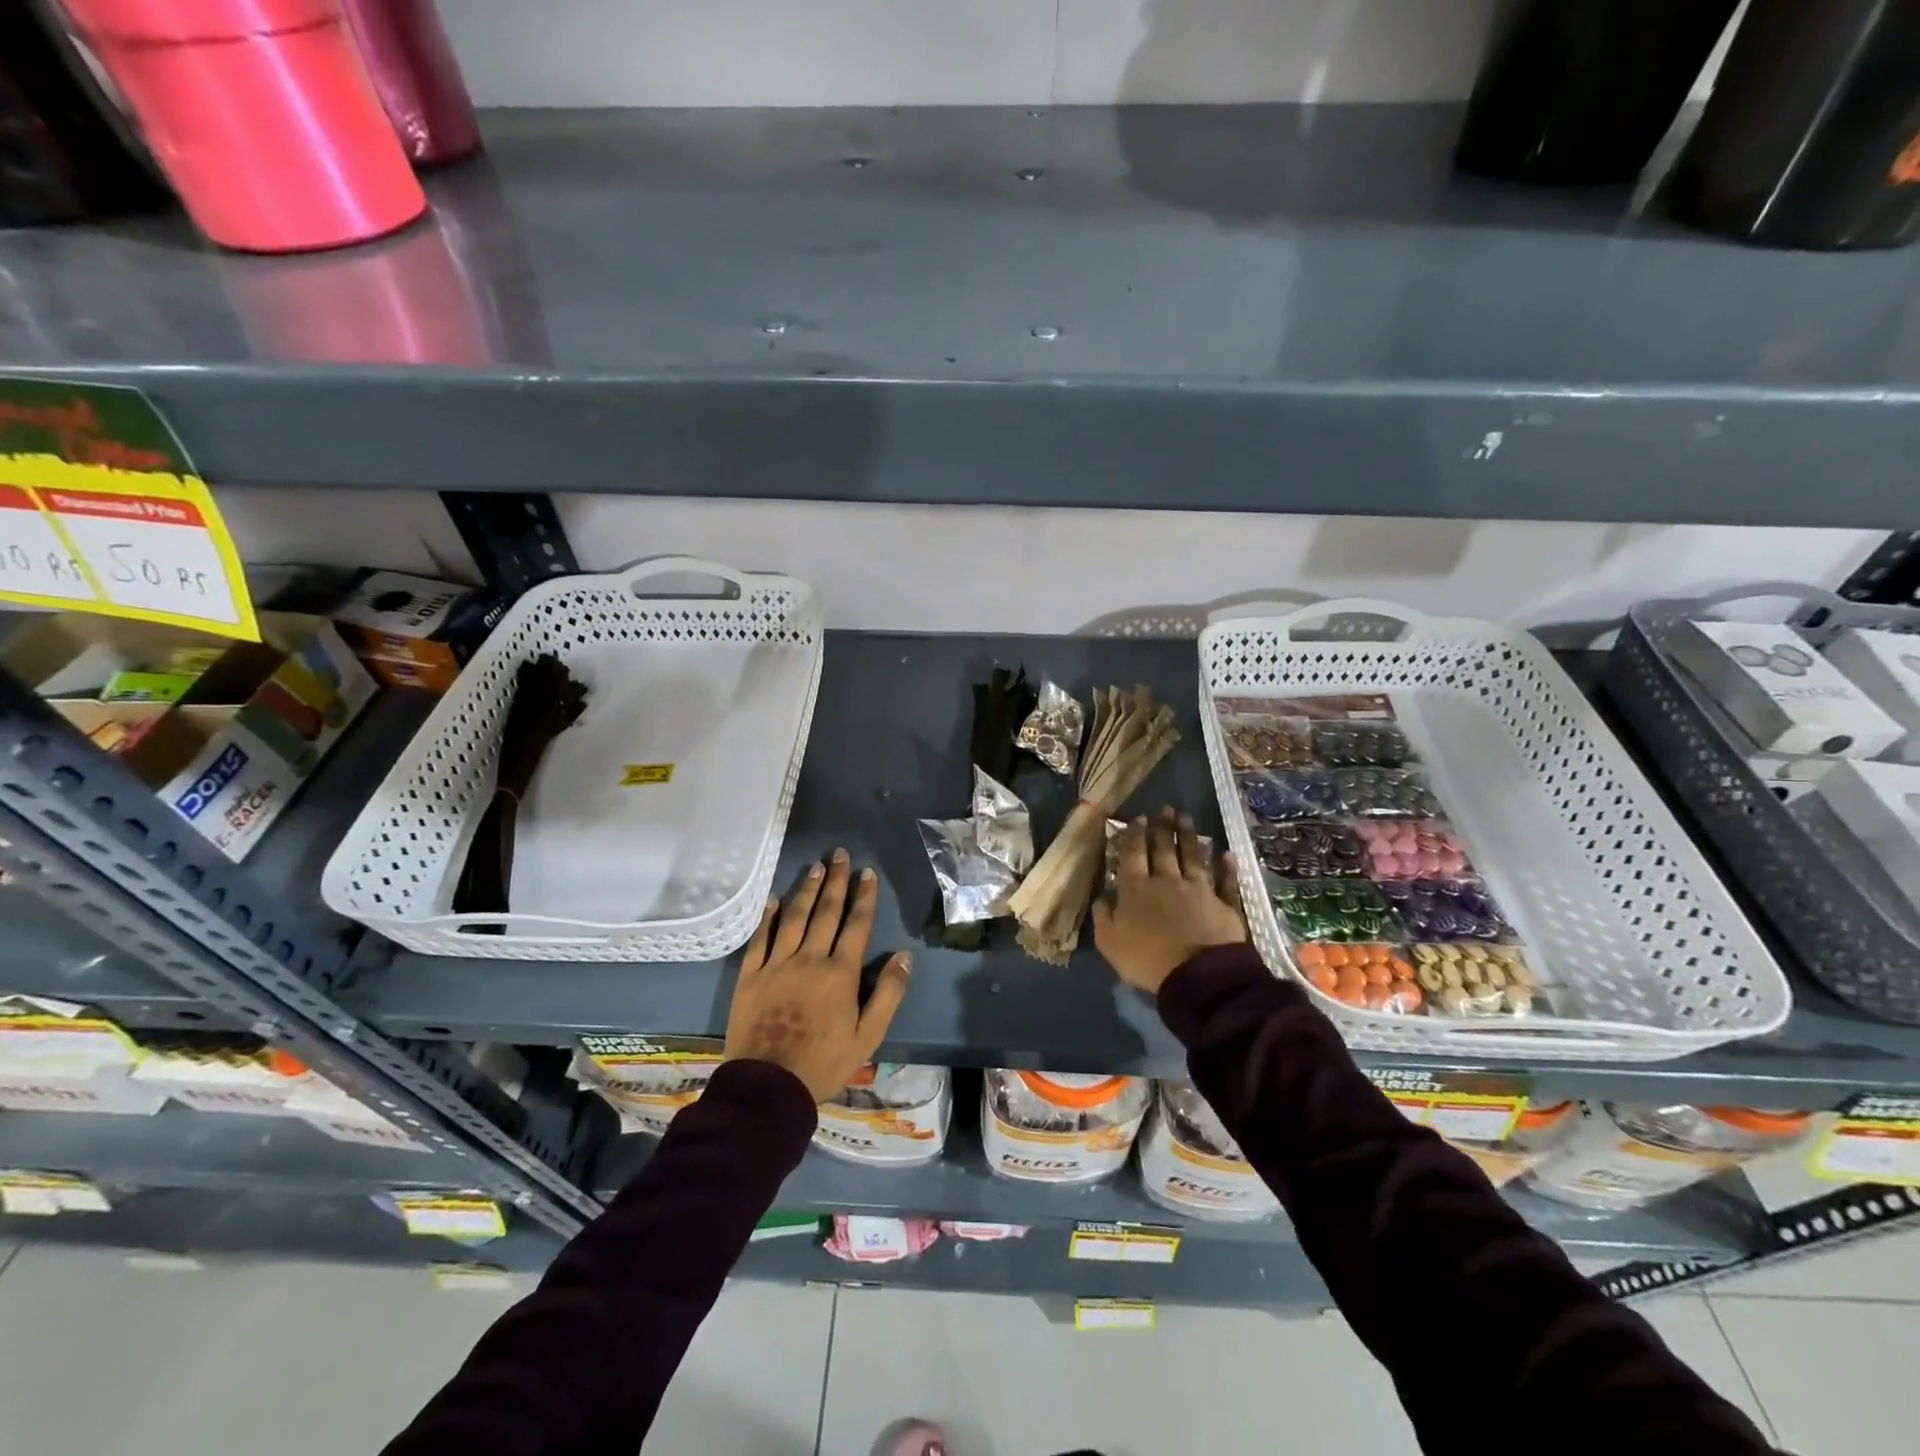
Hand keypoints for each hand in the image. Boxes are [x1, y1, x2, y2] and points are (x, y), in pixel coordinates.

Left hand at [724, 849, 911, 1102]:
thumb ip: (888, 994)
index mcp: (840, 973)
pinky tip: (775, 899)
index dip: (864, 897)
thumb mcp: (868, 1036)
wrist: (768, 1086)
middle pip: (825, 912)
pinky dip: (769, 916)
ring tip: (815, 867)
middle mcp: (809, 958)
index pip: (856, 925)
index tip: (867, 872)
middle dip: (836, 881)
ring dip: (806, 890)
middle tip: (840, 855)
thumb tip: (904, 956)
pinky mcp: (750, 975)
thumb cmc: (824, 1063)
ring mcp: (777, 964)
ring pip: (794, 918)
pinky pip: (760, 938)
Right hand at [1093, 807, 1246, 994]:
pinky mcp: (1224, 904)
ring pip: (1193, 857)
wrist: (1198, 976)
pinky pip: (1226, 882)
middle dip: (1163, 827)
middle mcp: (1167, 881)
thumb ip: (1103, 916)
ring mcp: (1199, 890)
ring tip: (1186, 818)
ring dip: (1189, 836)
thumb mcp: (1109, 943)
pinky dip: (1227, 868)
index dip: (1135, 835)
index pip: (1134, 854)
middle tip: (1165, 808)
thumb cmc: (1147, 959)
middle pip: (1164, 849)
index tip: (1139, 818)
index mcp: (1136, 889)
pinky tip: (1227, 854)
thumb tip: (1102, 896)